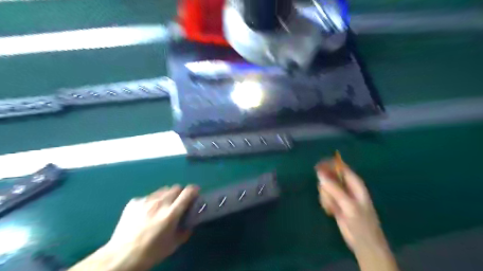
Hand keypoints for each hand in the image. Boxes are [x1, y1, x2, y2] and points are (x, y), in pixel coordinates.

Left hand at [106, 185, 197, 269]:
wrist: (120, 257)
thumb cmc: (150, 253)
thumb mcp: (173, 245)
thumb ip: (185, 231)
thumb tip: (190, 223)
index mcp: (171, 213)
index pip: (188, 192)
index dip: (194, 190)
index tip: (196, 193)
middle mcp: (160, 203)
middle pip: (176, 187)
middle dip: (181, 193)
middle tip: (179, 203)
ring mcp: (145, 201)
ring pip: (162, 190)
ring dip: (167, 195)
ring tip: (163, 206)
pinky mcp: (134, 202)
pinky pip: (148, 196)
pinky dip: (152, 201)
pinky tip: (147, 212)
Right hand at [317, 159, 386, 252]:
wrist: (363, 243)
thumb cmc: (361, 222)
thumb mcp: (348, 204)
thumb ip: (334, 188)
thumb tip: (319, 173)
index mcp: (355, 183)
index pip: (340, 167)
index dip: (329, 165)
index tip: (317, 168)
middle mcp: (347, 186)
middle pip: (330, 177)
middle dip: (326, 186)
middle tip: (328, 197)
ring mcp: (340, 195)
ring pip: (325, 187)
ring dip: (326, 197)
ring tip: (332, 207)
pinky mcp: (335, 203)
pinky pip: (325, 197)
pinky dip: (326, 203)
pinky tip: (331, 211)